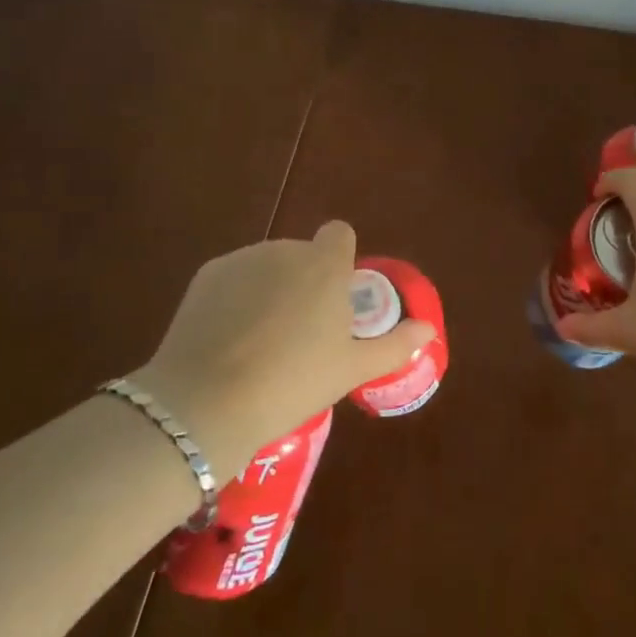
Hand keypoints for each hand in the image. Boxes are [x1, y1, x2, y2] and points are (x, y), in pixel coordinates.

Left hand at [130, 221, 435, 474]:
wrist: (207, 402)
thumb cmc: (292, 383)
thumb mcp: (351, 370)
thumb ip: (394, 345)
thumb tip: (428, 329)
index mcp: (325, 265)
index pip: (339, 234)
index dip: (340, 260)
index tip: (336, 297)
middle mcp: (285, 250)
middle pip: (303, 254)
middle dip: (305, 281)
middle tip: (301, 333)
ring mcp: (242, 259)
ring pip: (267, 265)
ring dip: (271, 288)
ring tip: (261, 342)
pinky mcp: (207, 274)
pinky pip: (234, 277)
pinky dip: (237, 297)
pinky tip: (229, 339)